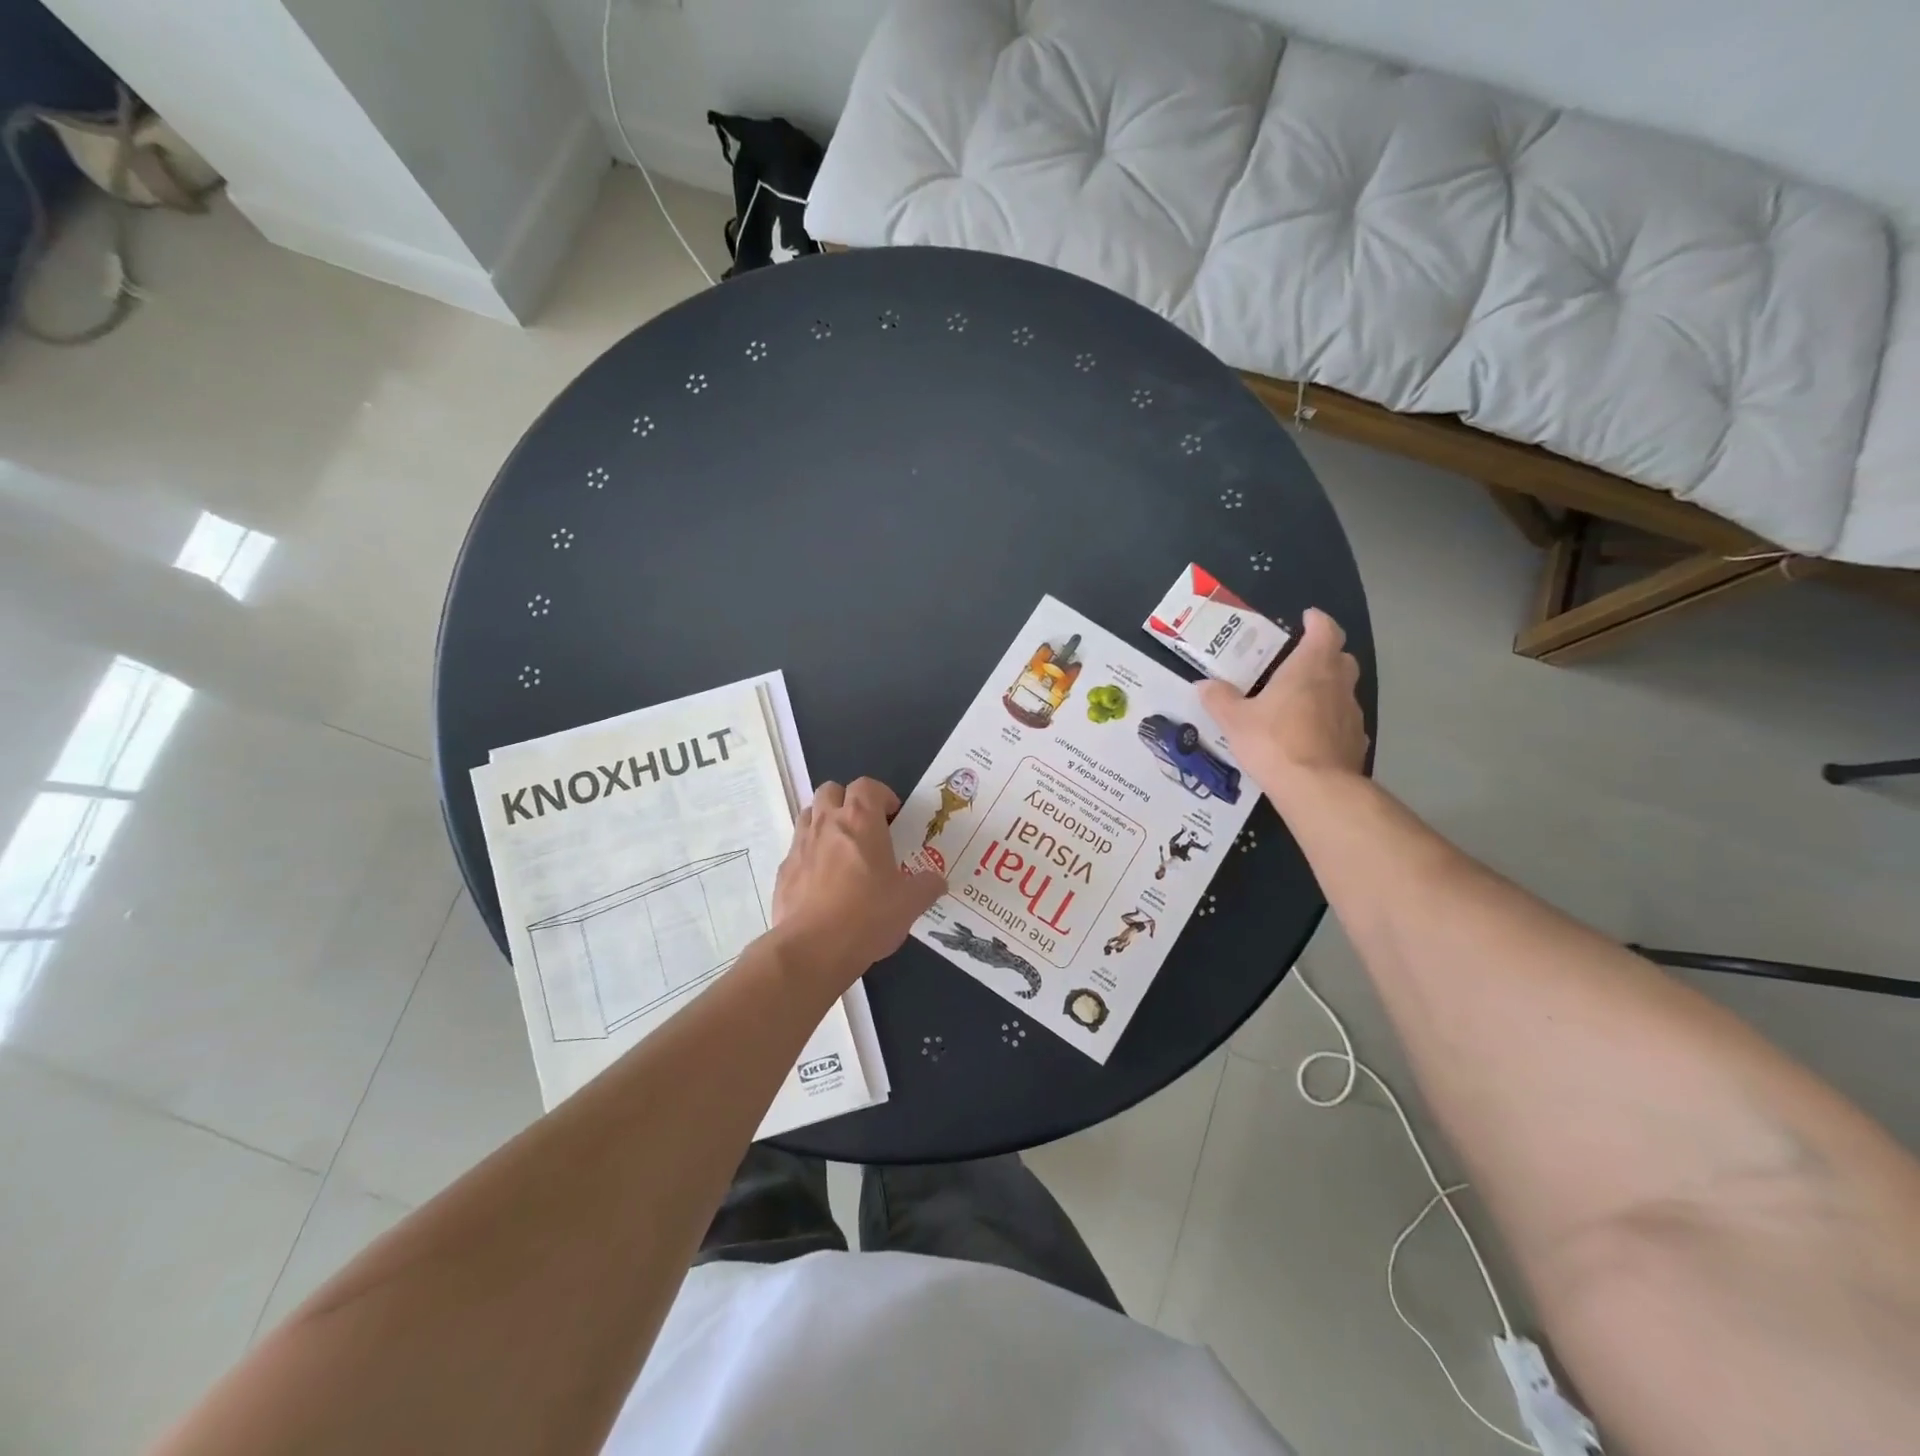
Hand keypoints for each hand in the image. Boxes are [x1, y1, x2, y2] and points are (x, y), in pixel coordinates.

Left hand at [772, 778, 946, 983]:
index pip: (867, 785)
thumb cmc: (868, 915)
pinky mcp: (784, 870)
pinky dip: (810, 853)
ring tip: (842, 848)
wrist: (813, 948)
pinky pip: (797, 848)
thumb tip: (937, 881)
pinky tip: (822, 880)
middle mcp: (827, 823)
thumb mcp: (910, 903)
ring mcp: (800, 844)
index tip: (892, 816)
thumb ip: (927, 886)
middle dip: (848, 800)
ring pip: (810, 814)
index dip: (882, 795)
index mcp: (861, 821)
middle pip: (831, 789)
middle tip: (865, 827)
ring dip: (825, 821)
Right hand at [1199, 608, 1367, 806]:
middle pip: (1340, 658)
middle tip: (1300, 661)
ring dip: (1328, 689)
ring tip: (1301, 702)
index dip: (1317, 621)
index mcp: (1310, 668)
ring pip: (1344, 690)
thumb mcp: (1234, 720)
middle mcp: (1337, 684)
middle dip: (1324, 654)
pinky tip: (1312, 736)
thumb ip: (1219, 699)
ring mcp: (1351, 714)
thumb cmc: (1273, 742)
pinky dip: (1330, 721)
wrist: (1315, 789)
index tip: (1307, 618)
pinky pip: (1343, 722)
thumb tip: (1204, 685)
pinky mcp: (1356, 742)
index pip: (1324, 631)